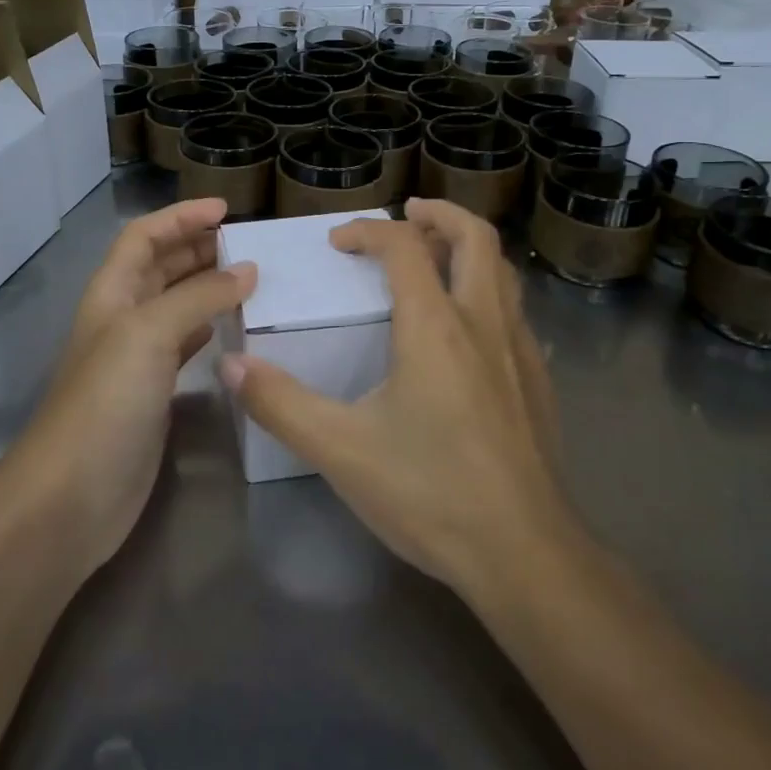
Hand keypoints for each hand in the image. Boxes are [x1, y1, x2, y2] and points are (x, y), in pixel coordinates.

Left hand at [10, 198, 254, 573]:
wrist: (72, 496)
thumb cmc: (105, 401)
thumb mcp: (149, 334)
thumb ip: (200, 296)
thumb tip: (248, 270)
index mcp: (112, 292)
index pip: (144, 236)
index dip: (180, 217)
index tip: (226, 210)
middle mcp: (123, 317)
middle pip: (161, 266)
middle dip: (198, 247)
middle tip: (248, 244)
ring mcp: (137, 358)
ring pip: (177, 304)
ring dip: (208, 286)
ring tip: (252, 279)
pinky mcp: (154, 393)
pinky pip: (186, 344)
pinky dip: (210, 327)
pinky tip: (235, 328)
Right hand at [220, 200, 574, 600]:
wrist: (524, 555)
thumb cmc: (429, 493)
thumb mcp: (340, 450)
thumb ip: (280, 403)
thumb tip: (232, 365)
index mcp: (434, 326)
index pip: (403, 246)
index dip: (368, 231)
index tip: (337, 243)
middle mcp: (482, 323)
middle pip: (475, 237)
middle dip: (440, 215)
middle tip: (408, 214)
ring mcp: (519, 351)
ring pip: (503, 272)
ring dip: (469, 250)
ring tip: (437, 258)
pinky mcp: (538, 382)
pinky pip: (516, 313)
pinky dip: (489, 294)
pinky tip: (470, 331)